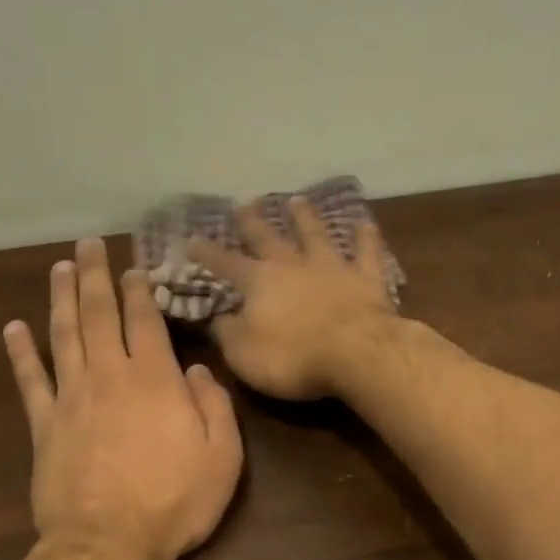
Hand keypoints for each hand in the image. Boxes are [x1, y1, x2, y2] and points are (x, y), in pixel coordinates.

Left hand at [3, 238, 243, 559]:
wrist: (109, 544)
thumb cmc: (175, 502)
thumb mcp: (223, 457)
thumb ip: (215, 407)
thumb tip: (196, 371)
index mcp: (156, 381)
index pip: (146, 322)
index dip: (140, 291)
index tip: (134, 268)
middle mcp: (111, 376)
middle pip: (100, 314)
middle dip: (96, 276)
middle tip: (89, 244)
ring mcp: (72, 398)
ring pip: (65, 335)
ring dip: (61, 298)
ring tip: (59, 268)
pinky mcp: (45, 425)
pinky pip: (30, 380)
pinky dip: (21, 352)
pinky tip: (13, 328)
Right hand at [187, 196, 399, 399]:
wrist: (356, 353)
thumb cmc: (292, 358)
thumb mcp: (243, 353)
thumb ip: (228, 333)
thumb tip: (218, 318)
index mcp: (259, 282)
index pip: (225, 263)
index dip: (207, 252)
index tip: (192, 238)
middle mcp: (293, 265)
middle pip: (269, 238)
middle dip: (253, 222)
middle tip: (245, 204)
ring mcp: (332, 267)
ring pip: (316, 235)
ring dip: (306, 218)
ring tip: (297, 200)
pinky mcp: (367, 279)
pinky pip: (366, 252)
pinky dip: (366, 237)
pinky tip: (365, 222)